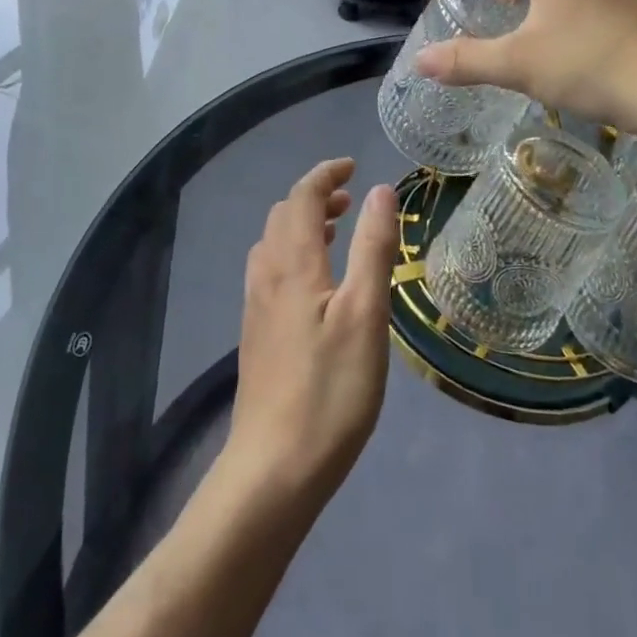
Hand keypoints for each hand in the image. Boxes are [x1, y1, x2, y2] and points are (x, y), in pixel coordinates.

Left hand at [223, 159, 398, 513]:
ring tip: (337, 232)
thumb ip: (373, 248)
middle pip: (284, 215)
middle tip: (352, 201)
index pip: (302, 197)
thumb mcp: (366, 315)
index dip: (326, 175)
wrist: (273, 470)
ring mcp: (256, 306)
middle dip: (316, 197)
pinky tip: (317, 284)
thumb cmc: (329, 389)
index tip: (353, 166)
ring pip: (274, 243)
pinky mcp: (256, 334)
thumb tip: (380, 191)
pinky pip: (271, 270)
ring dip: (303, 225)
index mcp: (293, 263)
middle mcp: (267, 275)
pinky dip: (295, 253)